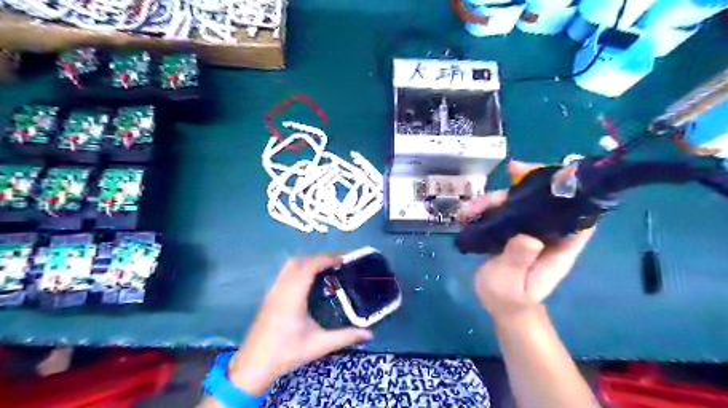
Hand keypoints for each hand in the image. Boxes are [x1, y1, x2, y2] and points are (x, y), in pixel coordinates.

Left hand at [229, 254, 374, 395]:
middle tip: (336, 264)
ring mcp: (272, 291)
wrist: (253, 365)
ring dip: (307, 262)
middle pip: (299, 261)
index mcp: (293, 296)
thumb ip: (345, 337)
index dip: (326, 258)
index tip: (342, 259)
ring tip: (323, 270)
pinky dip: (298, 269)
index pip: (309, 266)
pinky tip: (306, 283)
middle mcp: (281, 288)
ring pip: (289, 265)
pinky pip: (284, 273)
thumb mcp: (319, 345)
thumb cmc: (287, 353)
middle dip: (318, 258)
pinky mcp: (268, 296)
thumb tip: (369, 335)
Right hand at [464, 162, 592, 320]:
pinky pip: (502, 212)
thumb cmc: (510, 297)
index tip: (552, 175)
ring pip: (518, 204)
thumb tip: (528, 236)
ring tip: (469, 210)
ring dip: (496, 198)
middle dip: (528, 184)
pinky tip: (467, 213)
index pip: (578, 215)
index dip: (572, 192)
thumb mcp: (512, 282)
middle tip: (511, 170)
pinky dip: (486, 207)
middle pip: (543, 201)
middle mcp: (547, 234)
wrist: (500, 305)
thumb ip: (519, 260)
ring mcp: (528, 231)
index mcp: (559, 246)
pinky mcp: (511, 231)